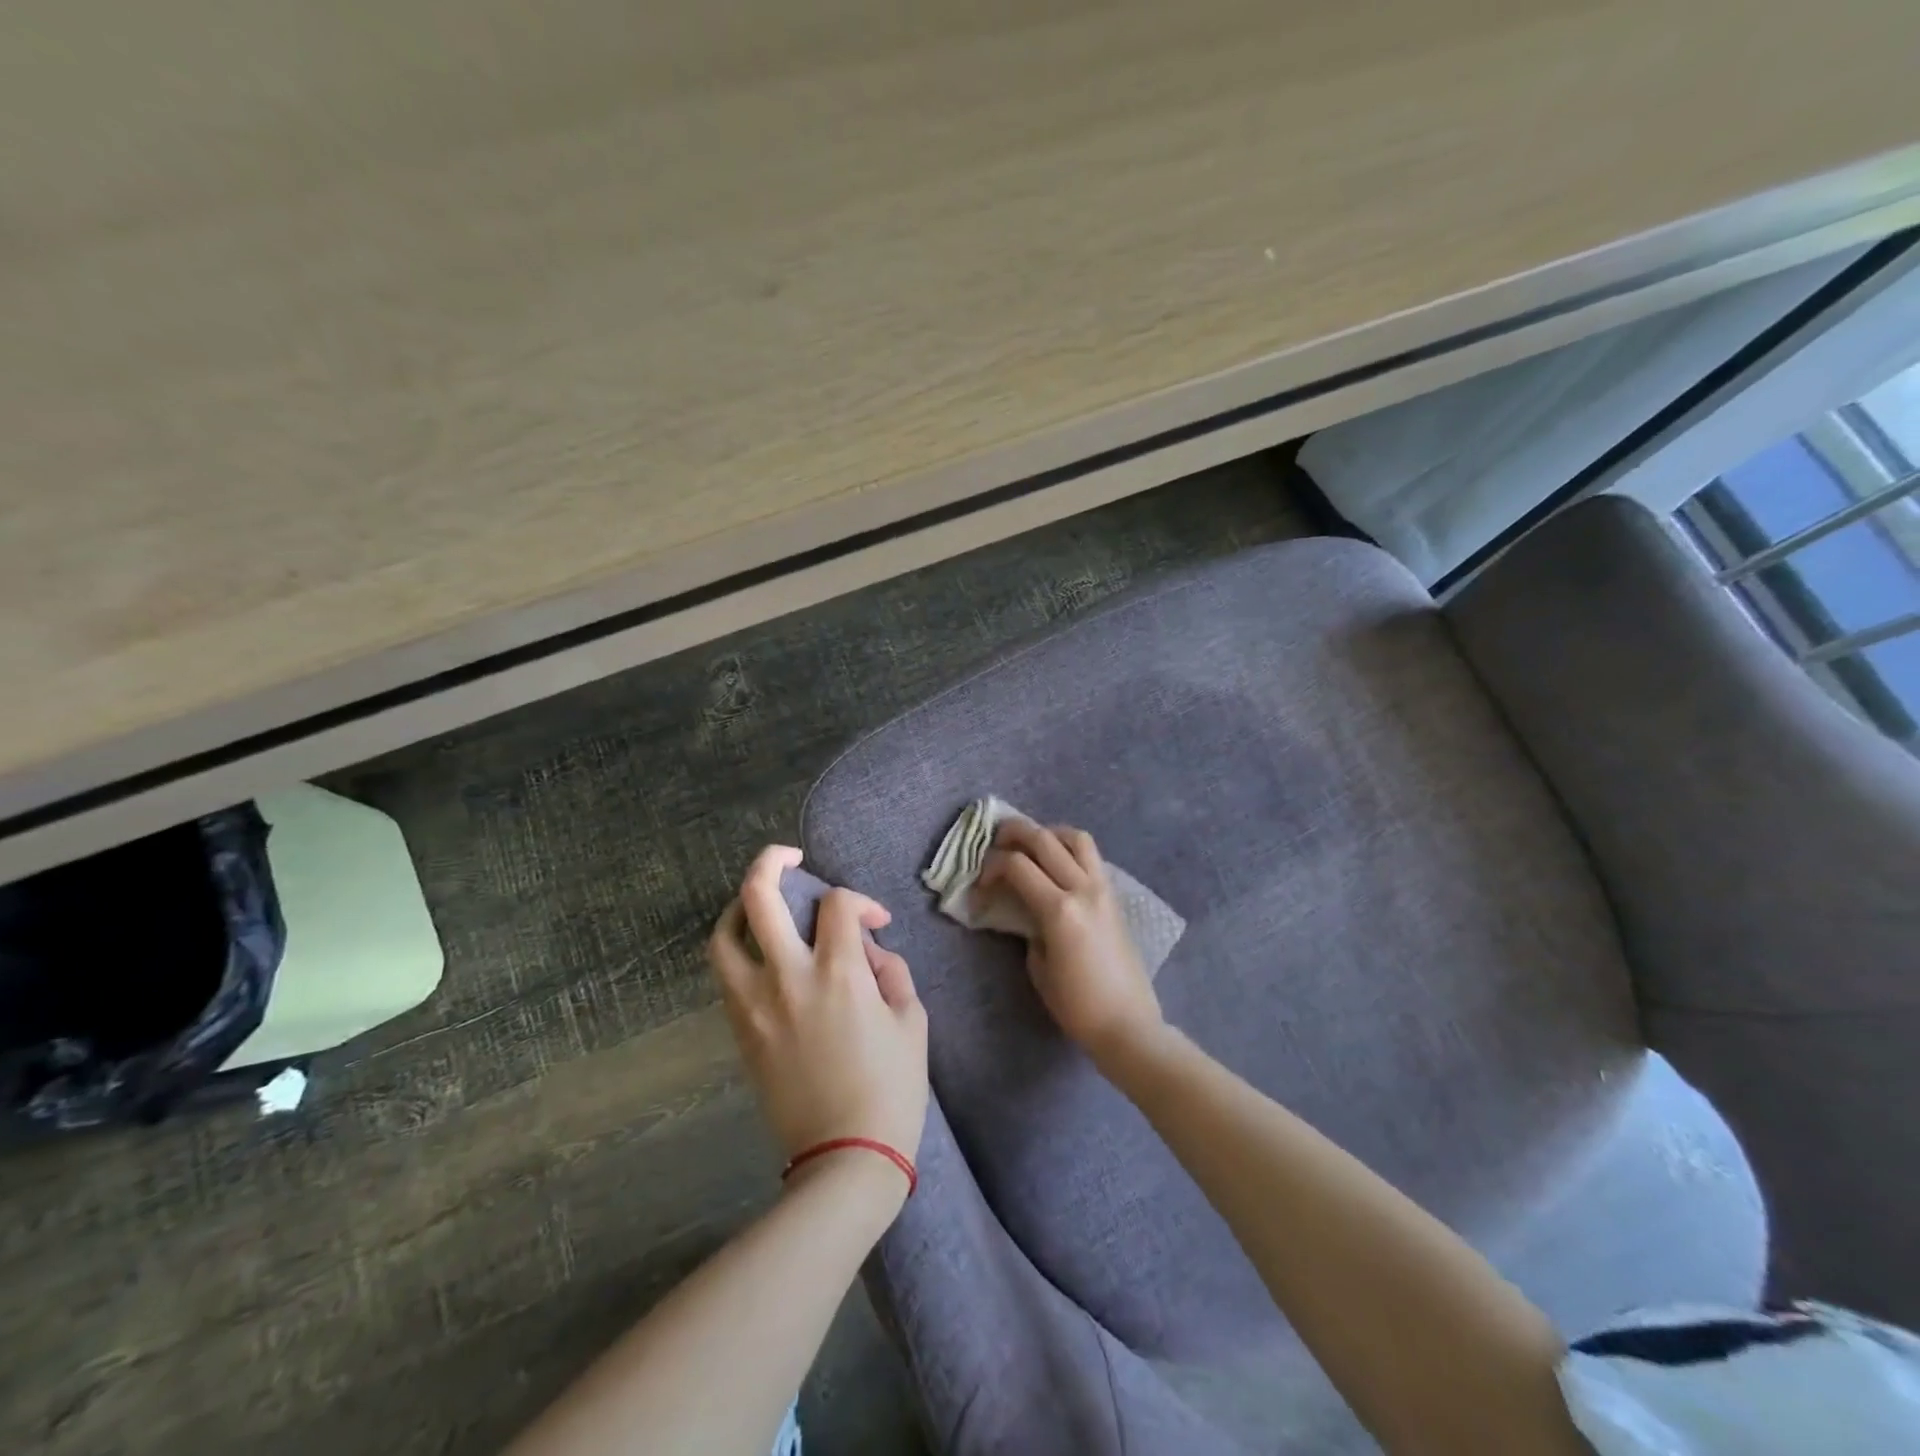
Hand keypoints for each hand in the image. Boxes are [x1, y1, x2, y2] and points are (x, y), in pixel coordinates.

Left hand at [709, 846, 928, 1203]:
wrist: (844, 1158)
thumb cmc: (891, 1089)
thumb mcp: (911, 1022)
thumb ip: (893, 973)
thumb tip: (870, 953)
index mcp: (839, 973)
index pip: (837, 903)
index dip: (860, 901)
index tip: (875, 923)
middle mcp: (788, 977)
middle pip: (759, 896)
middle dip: (772, 861)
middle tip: (790, 857)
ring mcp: (756, 1004)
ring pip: (725, 935)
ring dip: (740, 907)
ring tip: (759, 903)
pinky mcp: (741, 1031)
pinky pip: (727, 975)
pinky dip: (738, 949)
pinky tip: (760, 952)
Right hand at [978, 820, 1164, 1065]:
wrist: (1127, 1024)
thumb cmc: (1076, 1006)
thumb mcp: (1039, 966)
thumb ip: (1028, 927)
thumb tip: (1024, 907)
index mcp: (1059, 910)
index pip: (1017, 866)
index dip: (991, 867)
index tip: (980, 884)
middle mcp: (1082, 889)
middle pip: (1043, 839)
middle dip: (1013, 833)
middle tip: (995, 841)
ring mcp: (1102, 889)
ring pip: (1075, 838)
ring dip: (1048, 833)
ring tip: (1030, 844)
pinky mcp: (1114, 896)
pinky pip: (1091, 856)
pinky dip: (1069, 848)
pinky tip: (1055, 863)